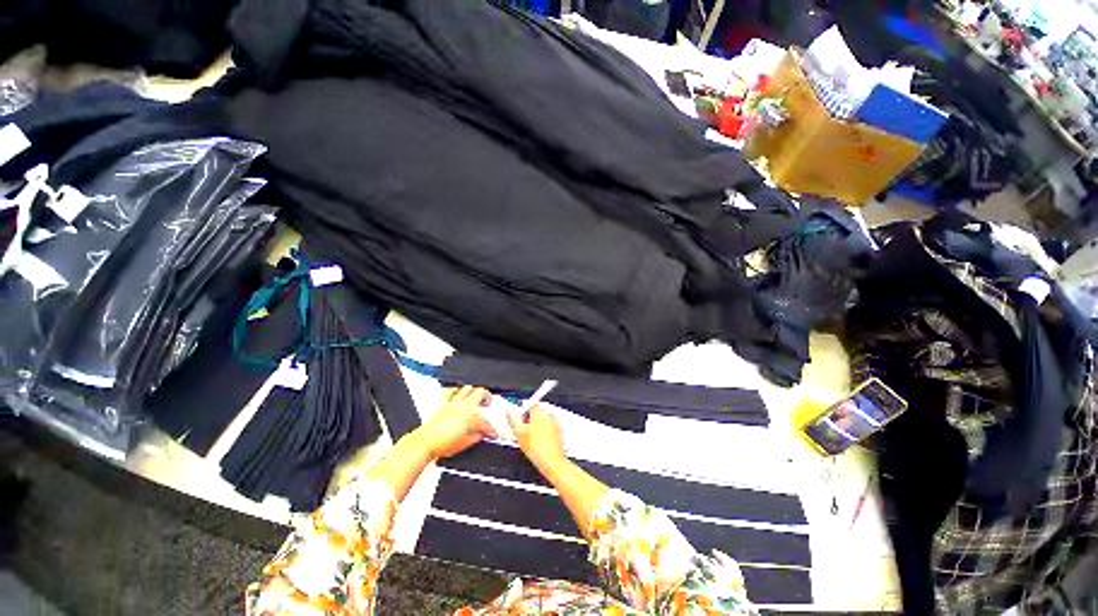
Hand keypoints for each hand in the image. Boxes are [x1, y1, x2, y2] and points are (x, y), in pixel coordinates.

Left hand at [415, 386, 496, 459]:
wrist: (425, 443)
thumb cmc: (443, 443)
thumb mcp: (466, 443)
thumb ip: (477, 436)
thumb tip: (482, 434)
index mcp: (471, 414)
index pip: (485, 420)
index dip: (491, 428)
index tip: (492, 433)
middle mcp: (463, 404)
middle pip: (480, 392)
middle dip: (486, 397)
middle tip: (488, 403)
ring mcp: (452, 402)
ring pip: (466, 388)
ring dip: (473, 392)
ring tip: (475, 397)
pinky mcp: (442, 403)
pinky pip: (449, 391)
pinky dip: (455, 391)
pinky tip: (457, 394)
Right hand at [507, 405, 565, 469]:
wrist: (551, 461)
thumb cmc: (536, 449)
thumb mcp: (519, 434)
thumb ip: (513, 420)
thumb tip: (508, 412)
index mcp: (539, 414)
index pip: (531, 405)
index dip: (525, 411)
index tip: (521, 419)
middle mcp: (548, 416)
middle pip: (538, 412)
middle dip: (531, 419)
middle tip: (525, 430)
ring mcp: (555, 423)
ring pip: (544, 420)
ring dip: (538, 425)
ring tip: (532, 438)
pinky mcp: (559, 432)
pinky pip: (550, 427)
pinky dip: (545, 432)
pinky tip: (540, 442)